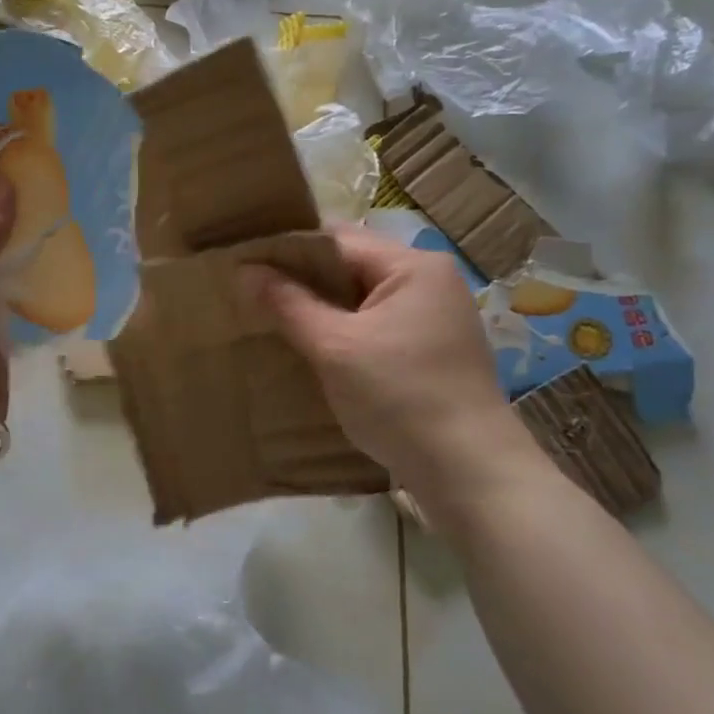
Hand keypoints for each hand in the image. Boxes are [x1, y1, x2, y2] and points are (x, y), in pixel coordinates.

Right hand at [238, 225, 540, 527]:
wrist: (470, 473)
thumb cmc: (400, 397)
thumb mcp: (334, 348)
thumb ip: (288, 304)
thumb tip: (243, 269)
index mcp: (414, 267)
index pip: (337, 240)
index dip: (287, 250)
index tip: (244, 264)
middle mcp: (430, 282)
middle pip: (351, 265)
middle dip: (302, 279)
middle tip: (251, 292)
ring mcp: (435, 317)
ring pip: (361, 297)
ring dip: (321, 307)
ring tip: (273, 317)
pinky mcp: (432, 350)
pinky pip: (376, 324)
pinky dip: (344, 330)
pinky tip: (312, 347)